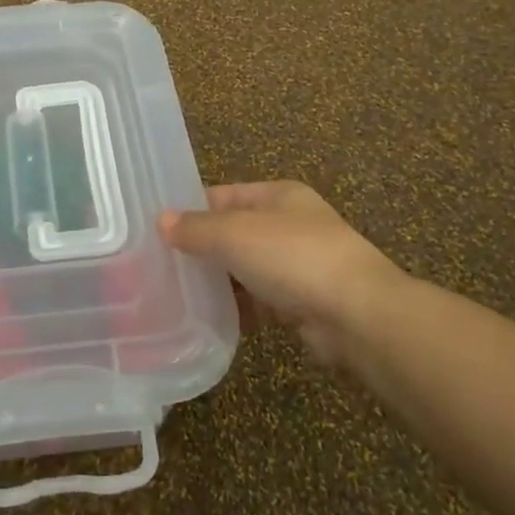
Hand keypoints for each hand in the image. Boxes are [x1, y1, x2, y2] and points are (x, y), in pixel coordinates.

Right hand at [159, 181, 405, 360]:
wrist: (358, 316)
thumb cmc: (293, 257)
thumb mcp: (235, 233)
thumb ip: (196, 228)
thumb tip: (161, 221)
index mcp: (278, 195)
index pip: (224, 195)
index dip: (190, 208)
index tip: (156, 228)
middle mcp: (290, 225)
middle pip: (234, 232)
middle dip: (201, 248)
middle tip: (159, 264)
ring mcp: (298, 265)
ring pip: (245, 268)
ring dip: (218, 281)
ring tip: (177, 294)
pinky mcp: (302, 303)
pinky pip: (259, 301)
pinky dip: (238, 308)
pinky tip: (210, 318)